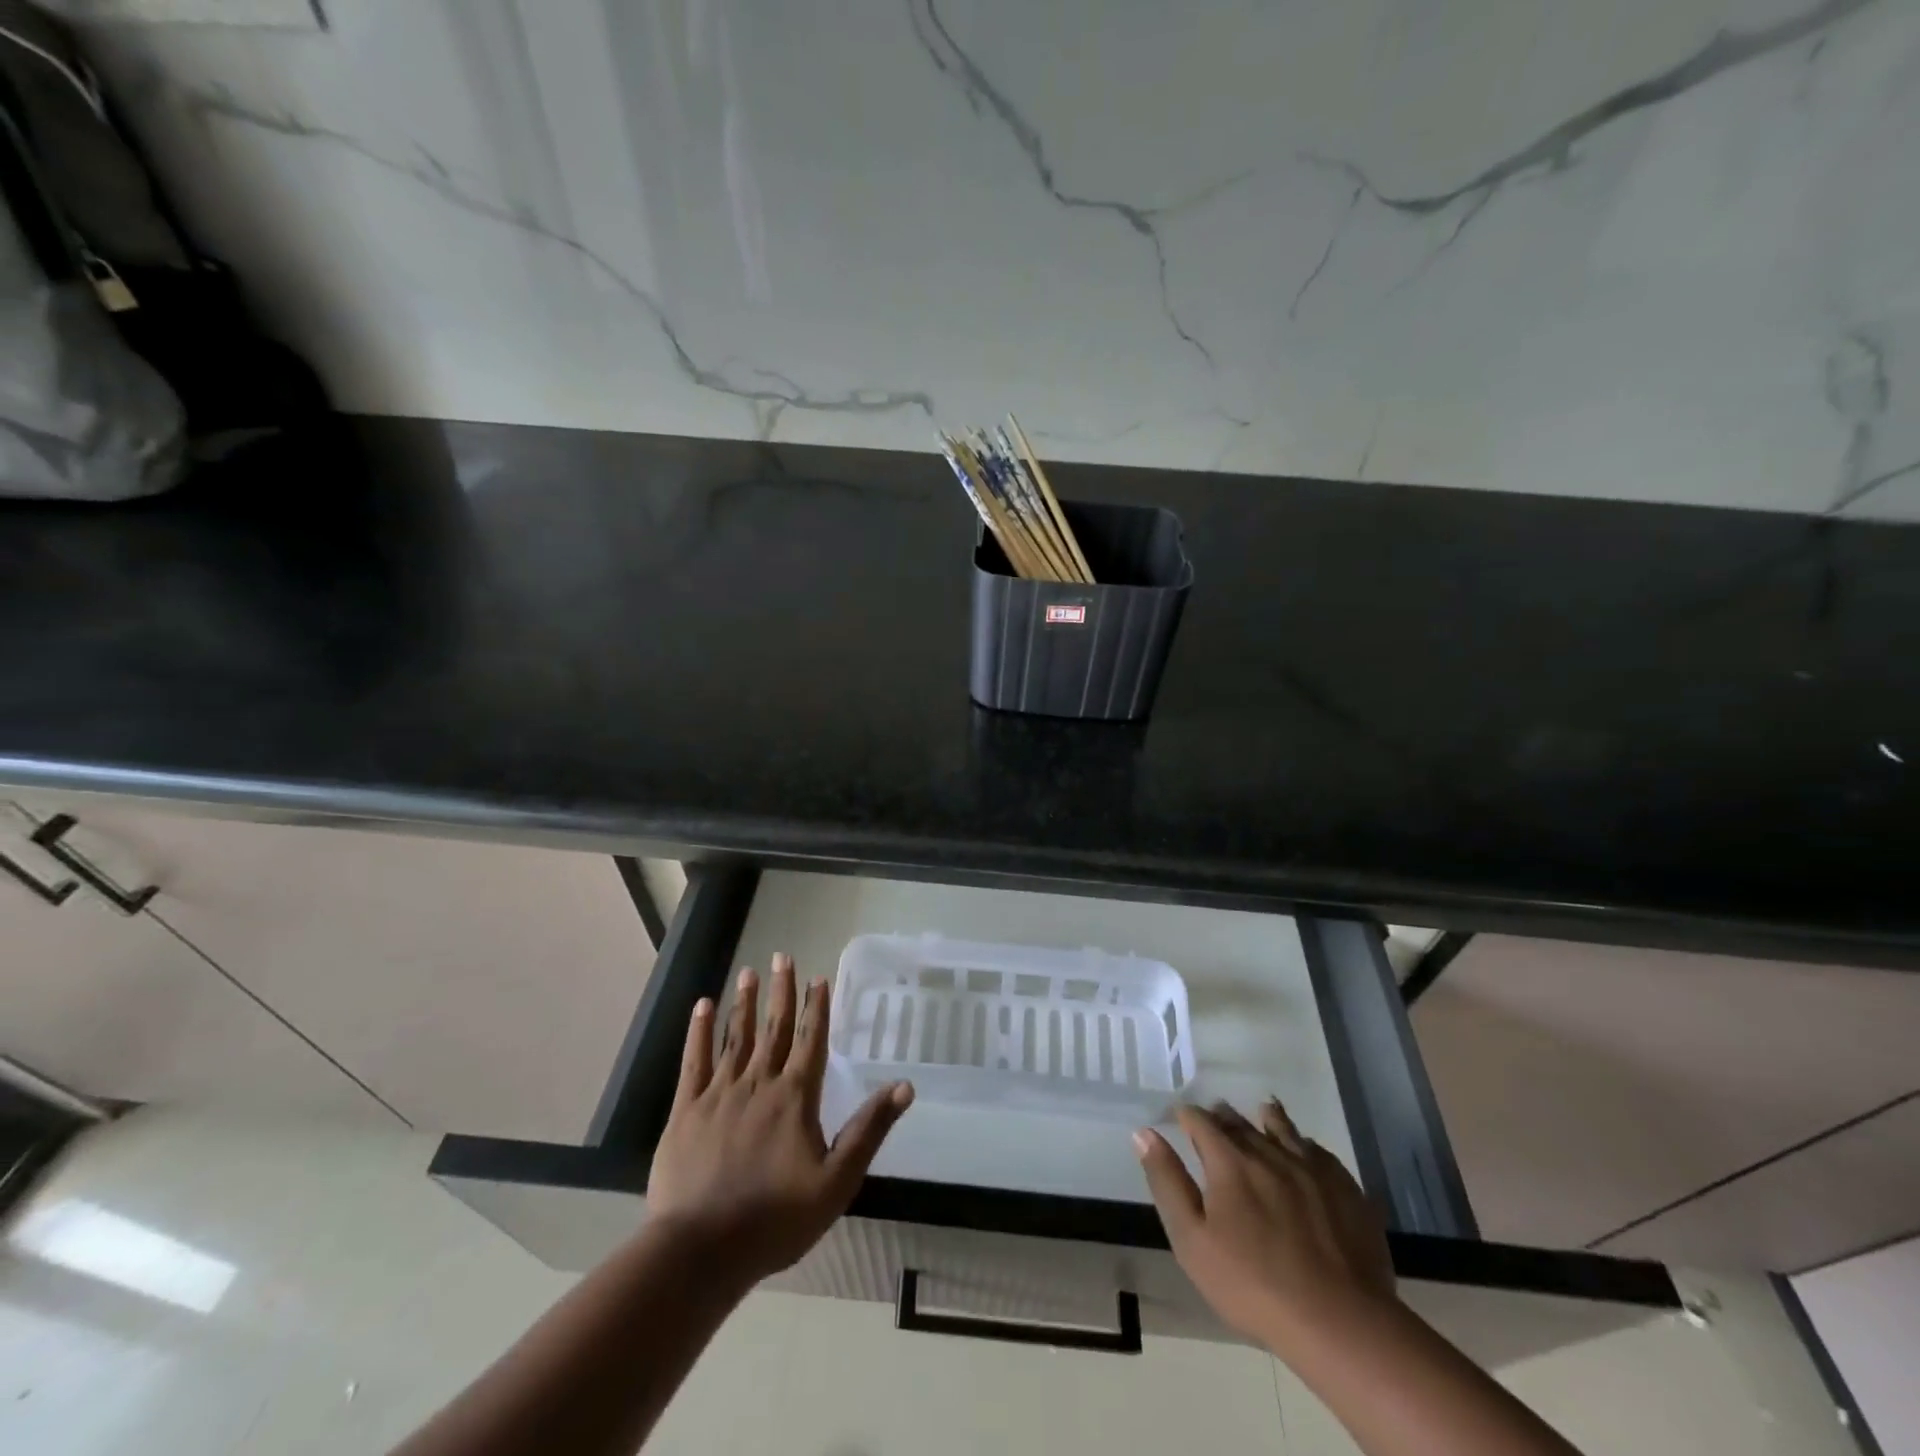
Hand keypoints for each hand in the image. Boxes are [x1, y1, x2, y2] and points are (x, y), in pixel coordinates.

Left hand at [647, 953, 913, 1291]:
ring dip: (744, 1003)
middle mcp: (759, 1083)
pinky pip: (694, 1061)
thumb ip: (869, 1129)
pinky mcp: (686, 1111)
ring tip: (748, 972)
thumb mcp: (837, 1181)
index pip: (811, 1041)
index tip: (818, 977)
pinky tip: (702, 1006)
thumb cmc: (776, 1219)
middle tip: (781, 956)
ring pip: (735, 1037)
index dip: (817, 1008)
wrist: (701, 1251)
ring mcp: (719, 1094)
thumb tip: (905, 1086)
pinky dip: (699, 1032)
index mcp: (795, 1097)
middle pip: (774, 1029)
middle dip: (781, 992)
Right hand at [1136, 1099, 1393, 1352]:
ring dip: (1266, 1120)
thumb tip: (1144, 1133)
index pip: (1200, 1120)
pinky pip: (1318, 1151)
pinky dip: (1303, 1143)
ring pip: (1282, 1128)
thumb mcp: (1192, 1240)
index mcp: (1229, 1160)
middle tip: (1215, 1120)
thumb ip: (1167, 1181)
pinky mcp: (1345, 1188)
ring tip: (1261, 1114)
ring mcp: (1311, 1167)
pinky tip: (1304, 1150)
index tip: (1179, 1117)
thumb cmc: (1253, 1286)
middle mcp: (1268, 1151)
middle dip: (1222, 1117)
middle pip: (1239, 1121)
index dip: (1186, 1115)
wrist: (1340, 1323)